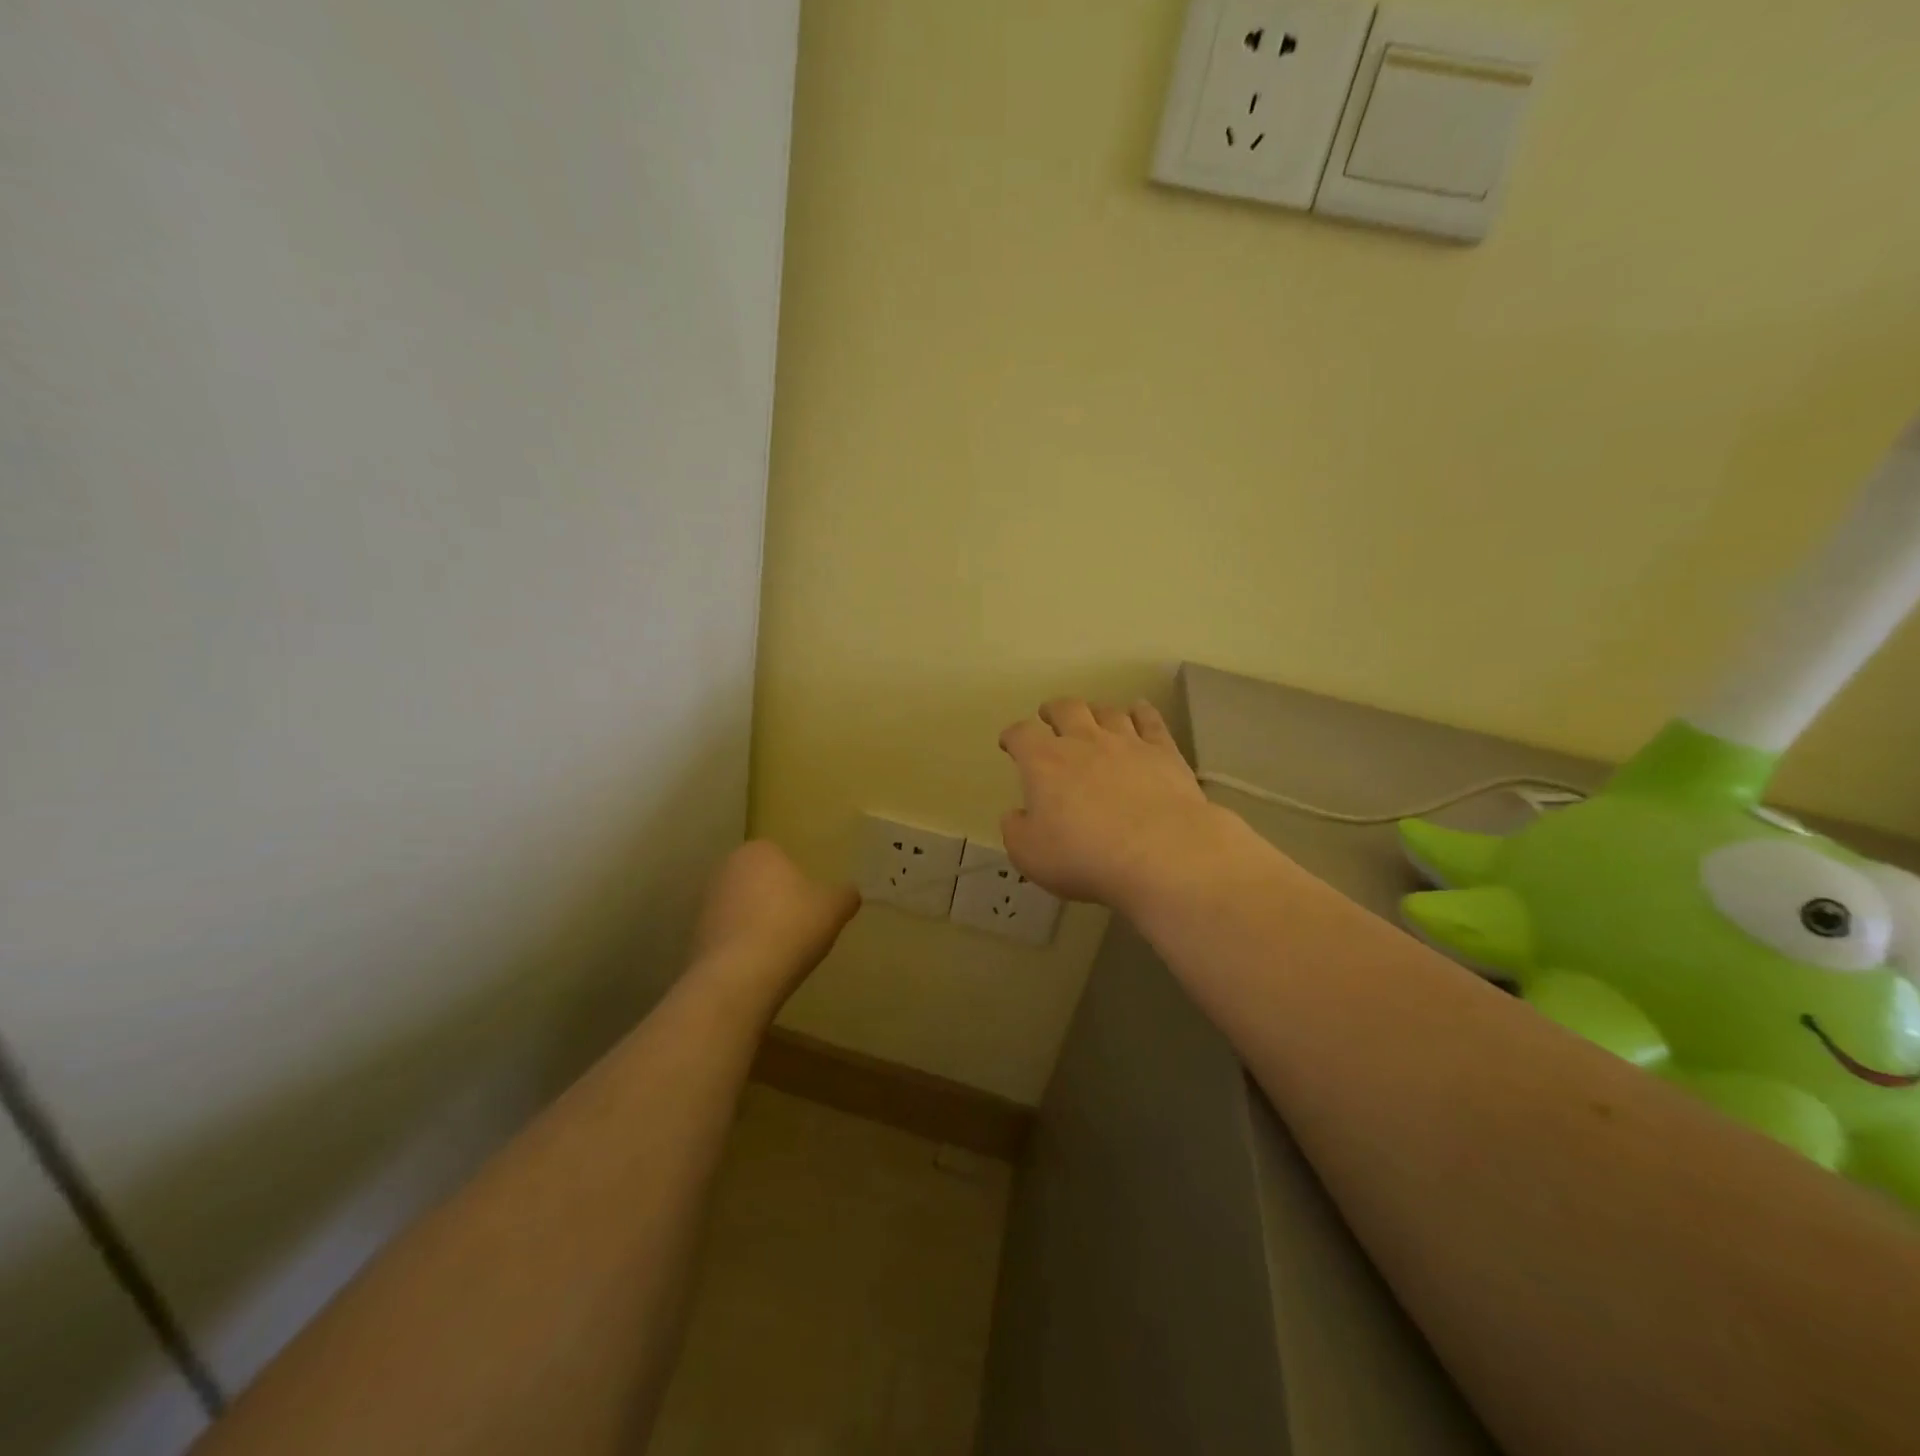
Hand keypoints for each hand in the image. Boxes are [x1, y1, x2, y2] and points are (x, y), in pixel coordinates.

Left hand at [689, 841, 858, 1004]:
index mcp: (758, 851)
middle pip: (758, 881)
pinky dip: (742, 946)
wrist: (739, 977)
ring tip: (779, 949)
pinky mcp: (694, 937)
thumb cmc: (791, 927)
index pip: (780, 855)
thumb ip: (845, 895)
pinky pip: (727, 935)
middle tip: (798, 924)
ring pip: (741, 908)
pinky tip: (759, 966)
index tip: (810, 902)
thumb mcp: (834, 908)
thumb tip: (849, 892)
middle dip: (774, 898)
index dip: (797, 879)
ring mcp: (705, 903)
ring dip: (756, 923)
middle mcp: (725, 868)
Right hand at [998, 699, 1249, 914]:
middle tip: (1049, 717)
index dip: (1013, 736)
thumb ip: (1016, 830)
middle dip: (1053, 711)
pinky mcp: (1163, 752)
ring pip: (1107, 711)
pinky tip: (1139, 710)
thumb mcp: (1029, 854)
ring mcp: (1127, 742)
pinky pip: (1150, 720)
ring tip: (1092, 717)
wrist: (1161, 854)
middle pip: (1065, 709)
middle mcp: (1083, 741)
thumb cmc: (1084, 857)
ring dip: (1095, 711)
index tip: (1009, 743)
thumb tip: (1017, 815)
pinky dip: (1141, 712)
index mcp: (1044, 762)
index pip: (1021, 735)